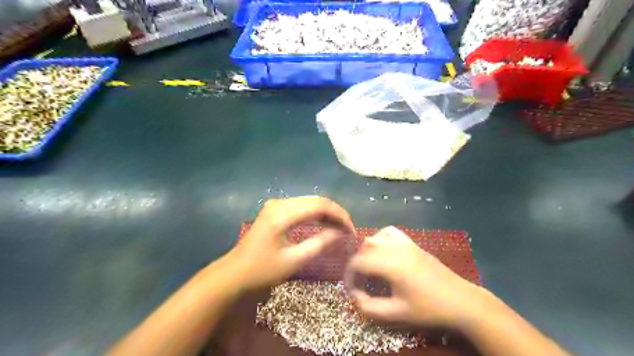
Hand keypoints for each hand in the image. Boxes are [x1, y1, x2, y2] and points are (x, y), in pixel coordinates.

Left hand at [224, 196, 353, 292]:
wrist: (234, 273)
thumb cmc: (262, 270)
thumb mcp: (293, 260)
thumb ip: (319, 244)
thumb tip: (341, 233)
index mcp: (282, 214)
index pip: (319, 205)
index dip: (339, 215)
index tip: (351, 229)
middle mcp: (280, 203)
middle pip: (315, 200)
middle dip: (335, 213)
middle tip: (349, 229)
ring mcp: (276, 205)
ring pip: (309, 202)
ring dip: (327, 213)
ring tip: (341, 227)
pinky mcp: (275, 210)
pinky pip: (301, 207)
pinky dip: (315, 215)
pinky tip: (325, 224)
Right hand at [344, 226, 485, 328]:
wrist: (460, 301)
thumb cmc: (428, 309)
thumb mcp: (397, 313)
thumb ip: (369, 307)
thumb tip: (354, 296)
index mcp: (391, 264)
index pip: (358, 263)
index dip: (349, 276)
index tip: (351, 290)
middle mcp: (395, 248)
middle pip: (364, 250)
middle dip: (357, 265)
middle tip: (360, 283)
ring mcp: (405, 243)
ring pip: (375, 238)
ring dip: (366, 252)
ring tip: (370, 269)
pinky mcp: (412, 243)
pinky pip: (390, 233)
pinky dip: (380, 239)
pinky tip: (383, 252)